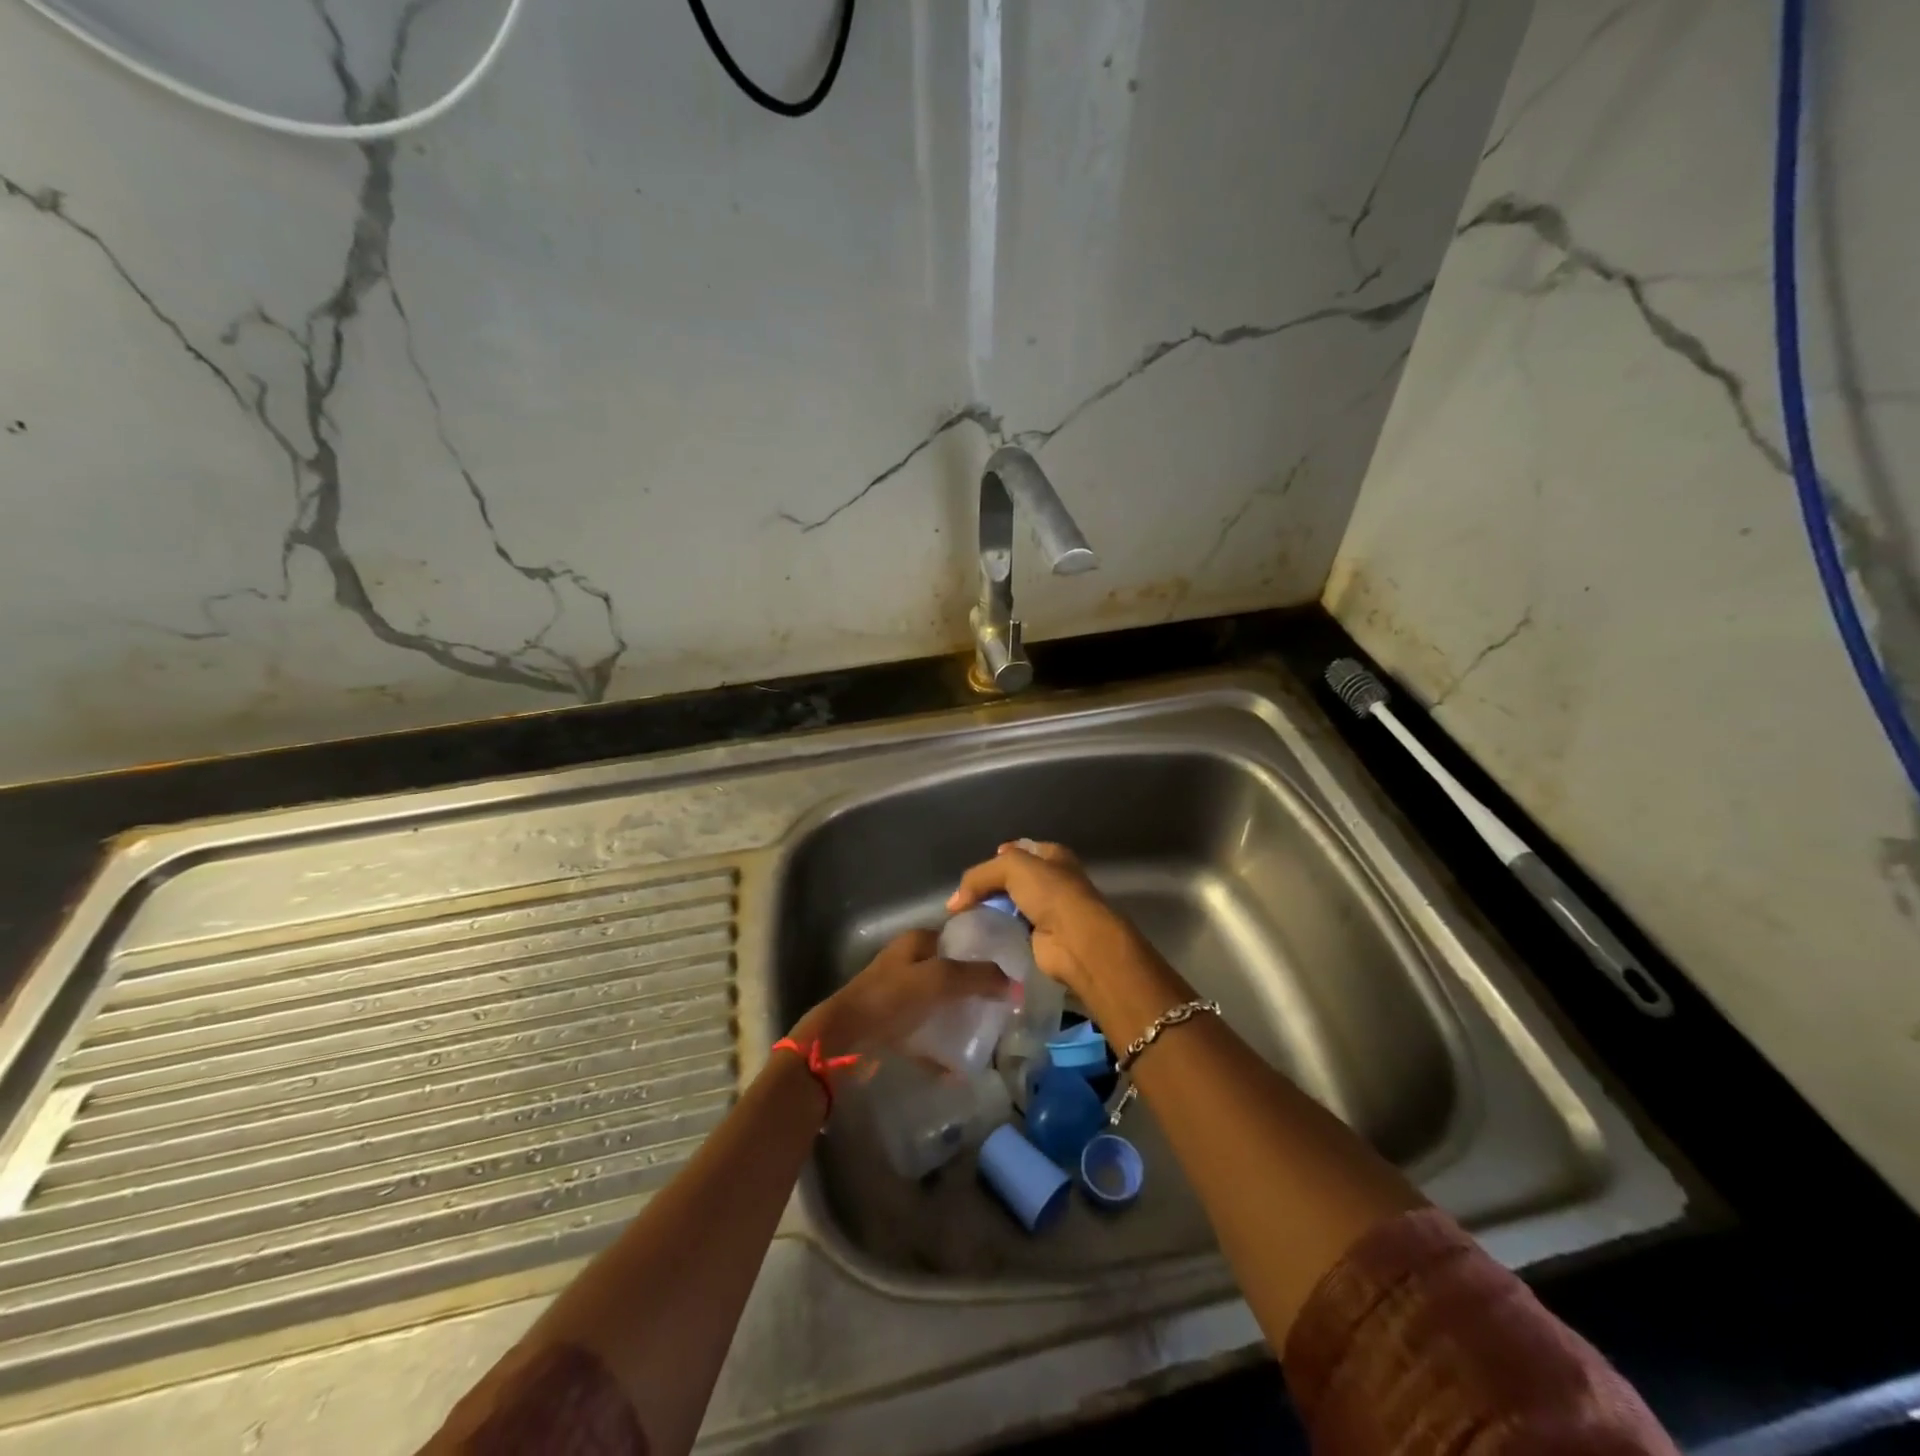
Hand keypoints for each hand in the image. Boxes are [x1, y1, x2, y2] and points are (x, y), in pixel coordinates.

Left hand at [789, 929, 1007, 1062]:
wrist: (843, 1038)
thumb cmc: (891, 998)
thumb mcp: (939, 979)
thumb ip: (977, 977)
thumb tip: (1014, 984)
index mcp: (916, 942)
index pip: (957, 939)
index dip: (982, 954)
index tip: (1008, 975)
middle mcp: (906, 963)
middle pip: (950, 974)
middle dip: (974, 991)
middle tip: (999, 1009)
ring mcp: (897, 995)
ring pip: (937, 1004)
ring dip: (958, 1018)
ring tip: (984, 1036)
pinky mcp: (890, 1026)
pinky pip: (923, 1034)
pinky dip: (939, 1048)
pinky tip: (957, 1067)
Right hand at [946, 841, 1154, 1002]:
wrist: (1075, 940)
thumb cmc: (1050, 893)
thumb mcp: (1011, 867)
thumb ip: (979, 877)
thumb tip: (954, 903)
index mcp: (1052, 856)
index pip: (1019, 850)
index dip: (997, 857)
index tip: (975, 873)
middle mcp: (1052, 880)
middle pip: (1011, 879)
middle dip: (989, 887)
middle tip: (964, 898)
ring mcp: (1047, 910)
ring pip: (1010, 905)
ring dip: (991, 911)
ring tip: (965, 918)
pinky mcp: (1039, 937)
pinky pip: (1011, 930)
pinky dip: (996, 932)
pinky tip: (979, 935)